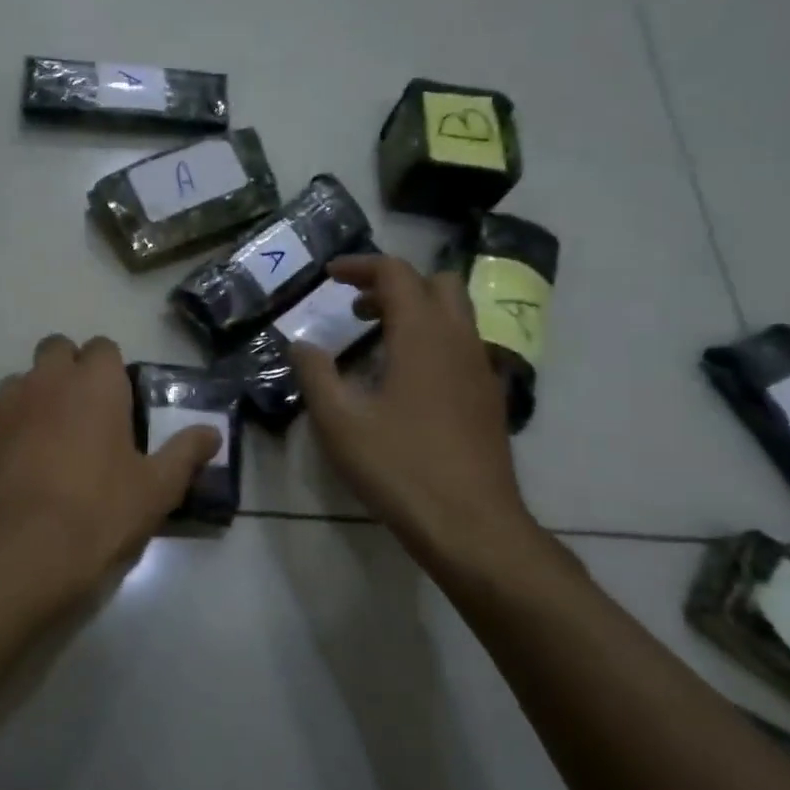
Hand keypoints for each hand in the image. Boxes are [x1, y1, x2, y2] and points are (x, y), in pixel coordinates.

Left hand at [0, 334, 219, 597]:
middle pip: (56, 350)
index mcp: (93, 383)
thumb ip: (185, 453)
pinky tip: (16, 472)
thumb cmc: (99, 514)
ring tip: (48, 444)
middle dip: (69, 371)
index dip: (112, 371)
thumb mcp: (157, 489)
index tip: (119, 403)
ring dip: (35, 399)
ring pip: (20, 383)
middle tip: (85, 415)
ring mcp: (1, 407)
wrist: (19, 555)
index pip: (103, 347)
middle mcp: (44, 381)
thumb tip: (212, 433)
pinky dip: (6, 436)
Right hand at [291, 255, 539, 573]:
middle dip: (394, 285)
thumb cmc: (398, 466)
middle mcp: (459, 340)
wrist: (470, 523)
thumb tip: (301, 344)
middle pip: (436, 284)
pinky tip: (405, 381)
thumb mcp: (340, 421)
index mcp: (422, 335)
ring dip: (416, 312)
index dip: (361, 266)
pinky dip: (432, 341)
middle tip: (357, 309)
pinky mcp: (488, 397)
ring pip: (455, 315)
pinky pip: (461, 346)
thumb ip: (316, 374)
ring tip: (376, 341)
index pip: (396, 274)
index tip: (330, 275)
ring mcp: (480, 369)